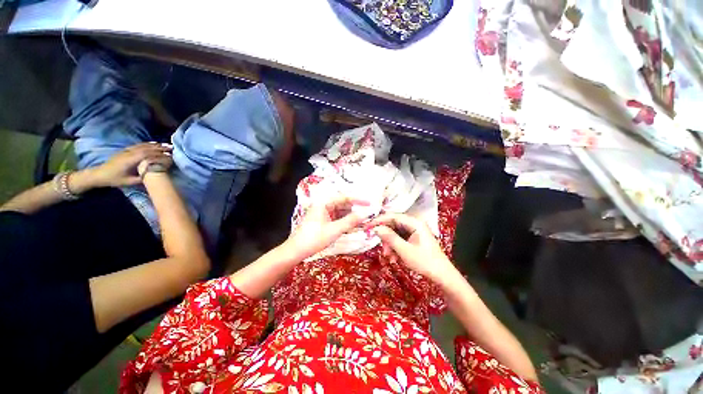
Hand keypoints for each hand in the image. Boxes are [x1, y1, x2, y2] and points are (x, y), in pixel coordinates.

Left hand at [91, 142, 172, 187]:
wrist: (100, 174)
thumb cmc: (115, 179)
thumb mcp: (129, 182)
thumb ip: (142, 178)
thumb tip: (155, 174)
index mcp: (130, 160)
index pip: (147, 155)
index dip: (158, 154)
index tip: (169, 155)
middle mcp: (129, 153)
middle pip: (146, 148)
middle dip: (160, 148)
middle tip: (172, 148)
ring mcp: (127, 151)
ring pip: (143, 146)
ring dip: (155, 145)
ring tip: (166, 145)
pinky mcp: (126, 150)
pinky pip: (138, 145)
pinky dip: (147, 144)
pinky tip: (153, 143)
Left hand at [284, 196, 367, 260]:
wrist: (295, 252)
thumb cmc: (314, 239)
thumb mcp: (334, 230)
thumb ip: (351, 221)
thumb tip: (366, 213)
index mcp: (324, 203)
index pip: (344, 197)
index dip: (358, 200)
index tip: (370, 203)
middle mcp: (323, 206)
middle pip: (343, 205)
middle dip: (355, 210)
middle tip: (368, 216)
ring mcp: (323, 214)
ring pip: (341, 212)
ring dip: (351, 217)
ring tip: (362, 223)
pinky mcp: (323, 221)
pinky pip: (337, 219)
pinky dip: (345, 223)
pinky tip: (353, 227)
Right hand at [367, 213, 455, 283]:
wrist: (442, 276)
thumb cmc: (425, 262)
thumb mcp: (405, 251)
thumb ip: (389, 238)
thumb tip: (376, 228)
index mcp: (415, 223)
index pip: (393, 216)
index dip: (379, 221)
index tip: (368, 227)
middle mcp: (414, 224)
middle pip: (393, 225)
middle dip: (386, 237)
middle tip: (382, 249)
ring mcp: (414, 231)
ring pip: (395, 233)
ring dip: (390, 245)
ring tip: (390, 257)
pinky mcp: (414, 238)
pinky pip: (400, 239)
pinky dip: (395, 248)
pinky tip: (394, 258)